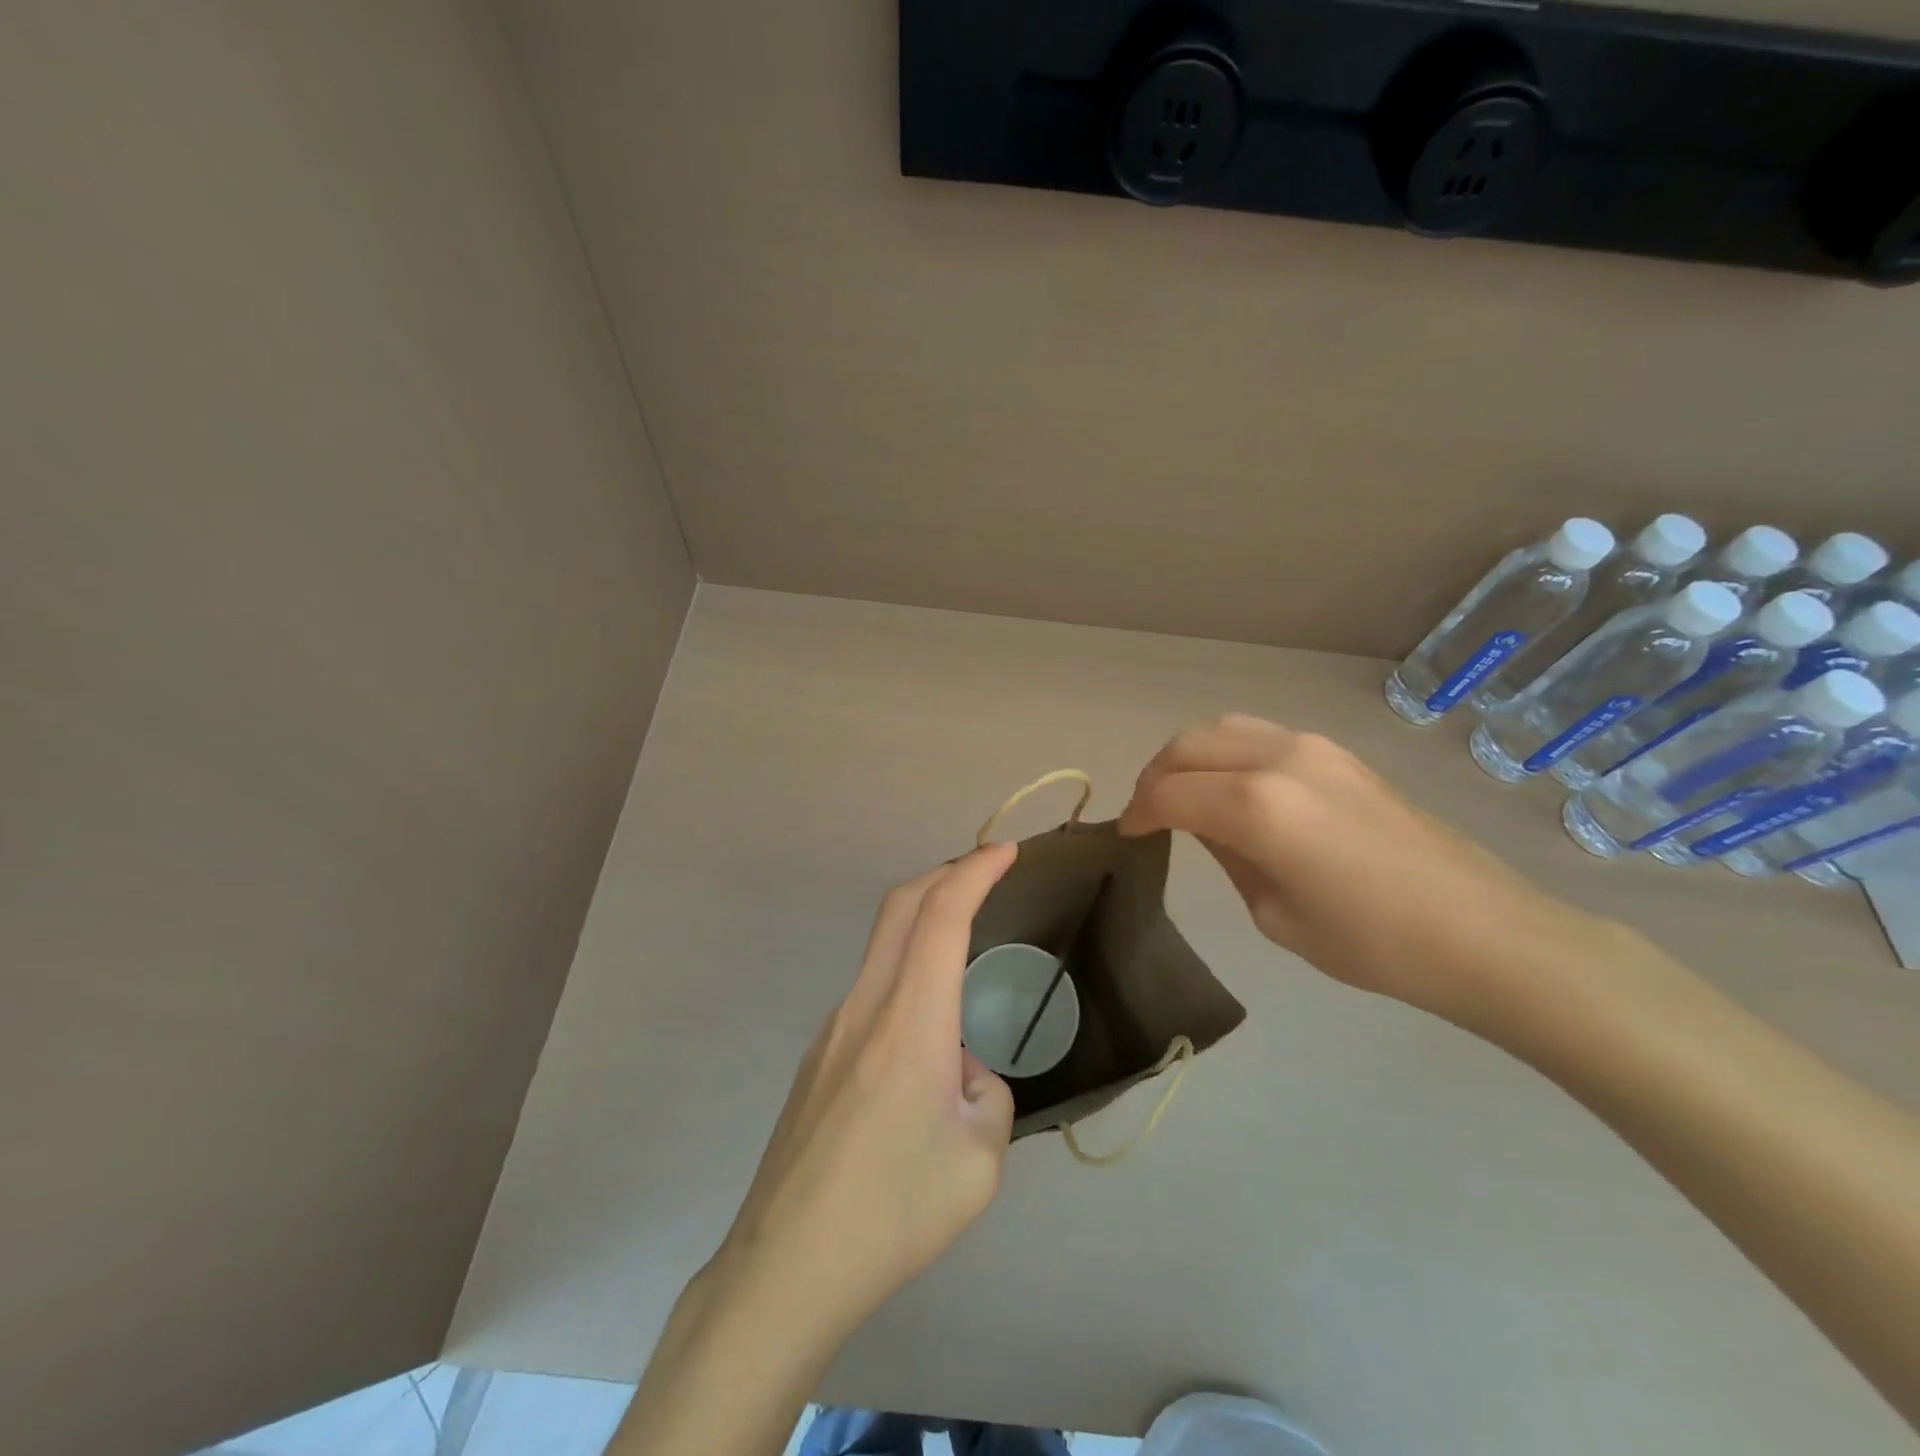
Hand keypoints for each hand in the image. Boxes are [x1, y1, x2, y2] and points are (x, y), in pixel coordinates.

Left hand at [616, 847, 1020, 1455]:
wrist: (785, 1270)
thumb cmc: (892, 1215)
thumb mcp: (979, 1162)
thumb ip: (986, 1094)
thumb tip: (961, 1070)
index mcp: (909, 1024)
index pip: (941, 918)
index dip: (974, 873)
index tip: (1005, 853)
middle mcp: (864, 1008)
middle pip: (899, 908)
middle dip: (945, 873)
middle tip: (985, 871)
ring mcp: (831, 1030)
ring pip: (882, 950)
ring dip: (923, 928)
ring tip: (963, 960)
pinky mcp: (817, 1058)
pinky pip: (870, 996)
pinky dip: (906, 981)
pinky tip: (924, 1049)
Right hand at [1119, 714, 1607, 1019]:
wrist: (1482, 931)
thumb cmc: (1372, 943)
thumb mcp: (1275, 913)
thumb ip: (1228, 855)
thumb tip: (1205, 825)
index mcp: (1256, 806)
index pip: (1169, 794)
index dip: (1138, 813)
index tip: (1126, 835)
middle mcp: (1278, 759)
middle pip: (1188, 745)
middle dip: (1156, 776)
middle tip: (1148, 813)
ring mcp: (1313, 747)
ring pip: (1223, 728)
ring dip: (1190, 756)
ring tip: (1184, 794)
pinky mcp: (1338, 752)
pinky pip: (1260, 736)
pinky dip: (1228, 753)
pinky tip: (1234, 789)